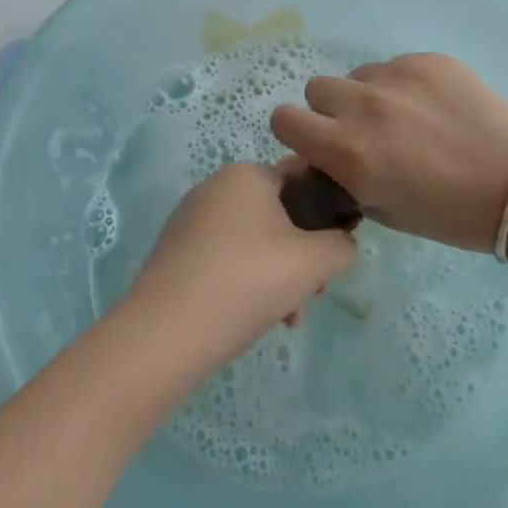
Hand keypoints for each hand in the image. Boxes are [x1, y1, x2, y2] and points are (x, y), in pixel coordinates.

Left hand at [125, 162, 356, 370]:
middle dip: (303, 254)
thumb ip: (342, 246)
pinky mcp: (176, 252)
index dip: (328, 210)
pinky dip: (247, 282)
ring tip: (287, 319)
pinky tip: (255, 319)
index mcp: (247, 174)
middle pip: (279, 214)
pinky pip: (226, 258)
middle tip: (313, 293)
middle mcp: (216, 186)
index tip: (337, 249)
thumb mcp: (313, 262)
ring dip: (279, 275)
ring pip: (254, 241)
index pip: (302, 178)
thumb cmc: (247, 281)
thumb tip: (342, 244)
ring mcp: (191, 219)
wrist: (165, 333)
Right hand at [271, 53, 507, 251]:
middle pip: (317, 89)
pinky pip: (395, 66)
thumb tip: (323, 155)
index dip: (296, 131)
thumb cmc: (449, 214)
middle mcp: (363, 106)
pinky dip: (405, 85)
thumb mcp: (382, 210)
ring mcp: (396, 76)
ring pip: (358, 75)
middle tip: (363, 130)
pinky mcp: (427, 59)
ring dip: (369, 95)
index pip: (283, 119)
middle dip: (331, 110)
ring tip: (406, 118)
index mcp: (347, 151)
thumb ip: (343, 176)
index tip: (317, 141)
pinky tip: (435, 107)